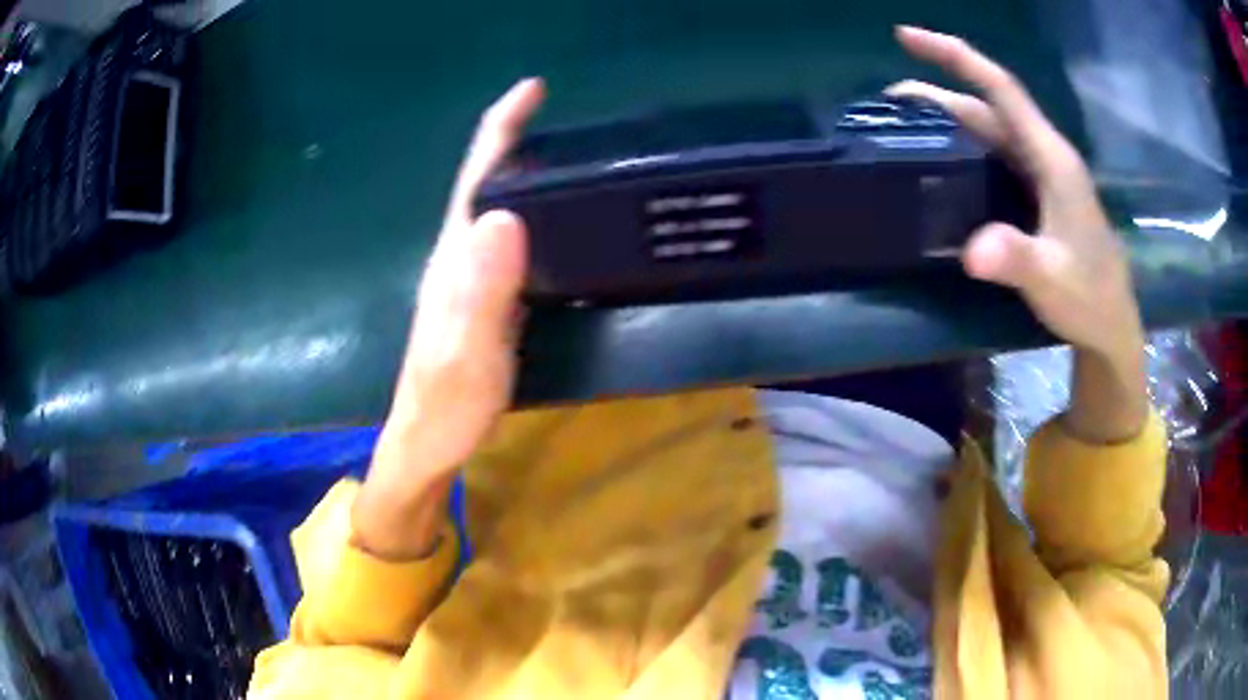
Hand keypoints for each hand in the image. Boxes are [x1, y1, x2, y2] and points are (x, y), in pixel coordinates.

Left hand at [352, 78, 544, 556]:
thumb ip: (482, 291)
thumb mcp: (467, 354)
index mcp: (454, 259)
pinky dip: (532, 217)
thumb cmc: (446, 406)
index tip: (533, 89)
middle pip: (485, 184)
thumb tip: (503, 216)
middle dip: (516, 139)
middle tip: (563, 117)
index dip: (501, 129)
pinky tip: (557, 222)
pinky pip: (510, 243)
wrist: (427, 445)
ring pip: (496, 210)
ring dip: (524, 175)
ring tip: (569, 157)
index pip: (475, 178)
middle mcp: (458, 258)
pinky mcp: (484, 300)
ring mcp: (470, 280)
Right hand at [887, 26, 1142, 360]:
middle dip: (938, 91)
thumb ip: (1017, 260)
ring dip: (948, 118)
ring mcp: (1042, 175)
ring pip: (990, 129)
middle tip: (888, 100)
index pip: (1000, 89)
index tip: (907, 37)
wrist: (1111, 327)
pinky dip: (964, 146)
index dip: (956, 56)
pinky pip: (995, 155)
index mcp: (1051, 158)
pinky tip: (944, 161)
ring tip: (904, 125)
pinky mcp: (1037, 194)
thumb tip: (970, 252)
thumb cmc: (1089, 298)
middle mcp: (1045, 155)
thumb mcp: (1052, 280)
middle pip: (988, 106)